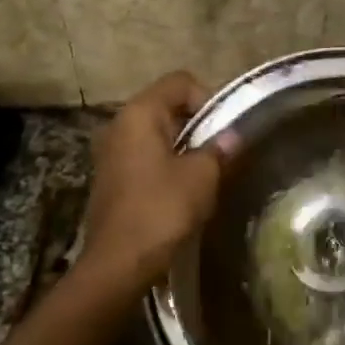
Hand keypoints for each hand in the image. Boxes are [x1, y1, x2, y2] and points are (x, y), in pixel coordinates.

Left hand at [79, 71, 235, 289]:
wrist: (118, 262)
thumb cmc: (162, 209)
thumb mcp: (202, 176)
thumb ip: (219, 150)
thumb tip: (233, 137)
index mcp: (139, 113)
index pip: (180, 82)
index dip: (209, 98)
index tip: (225, 130)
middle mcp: (119, 124)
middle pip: (167, 106)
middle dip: (198, 125)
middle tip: (222, 152)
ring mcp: (110, 152)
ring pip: (156, 134)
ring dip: (183, 148)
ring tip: (206, 173)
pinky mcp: (111, 178)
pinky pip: (145, 157)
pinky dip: (166, 165)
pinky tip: (183, 191)